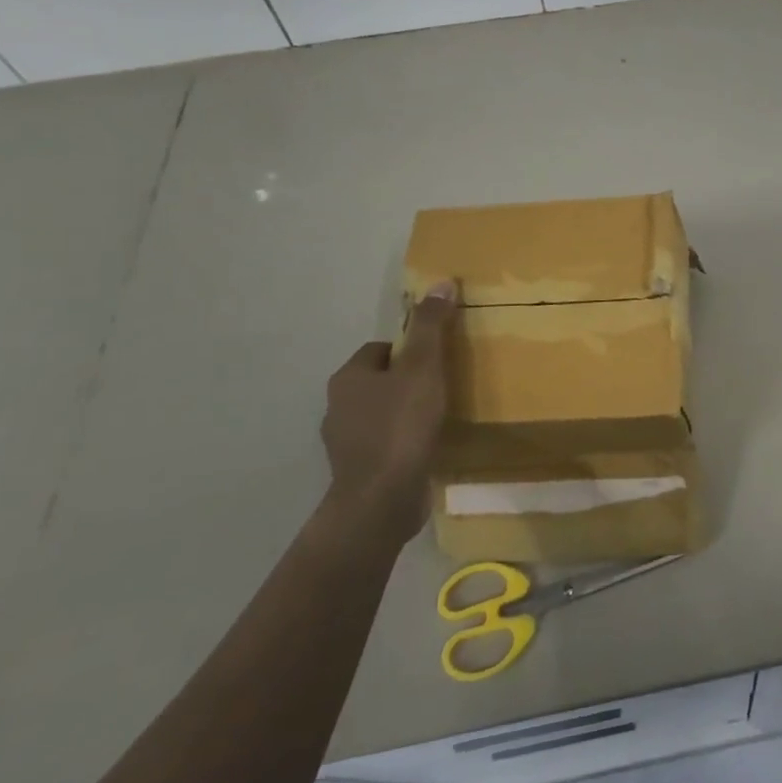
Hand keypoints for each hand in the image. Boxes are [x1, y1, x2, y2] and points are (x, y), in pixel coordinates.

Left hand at [320, 280, 457, 539]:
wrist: (382, 500)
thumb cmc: (401, 426)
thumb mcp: (423, 367)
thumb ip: (431, 326)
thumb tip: (441, 282)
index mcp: (348, 378)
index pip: (380, 350)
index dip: (410, 349)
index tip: (437, 359)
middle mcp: (338, 407)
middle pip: (379, 381)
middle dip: (408, 381)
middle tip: (443, 385)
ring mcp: (346, 443)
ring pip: (381, 414)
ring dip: (405, 413)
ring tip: (439, 416)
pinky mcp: (359, 472)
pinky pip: (385, 444)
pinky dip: (404, 442)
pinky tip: (427, 447)